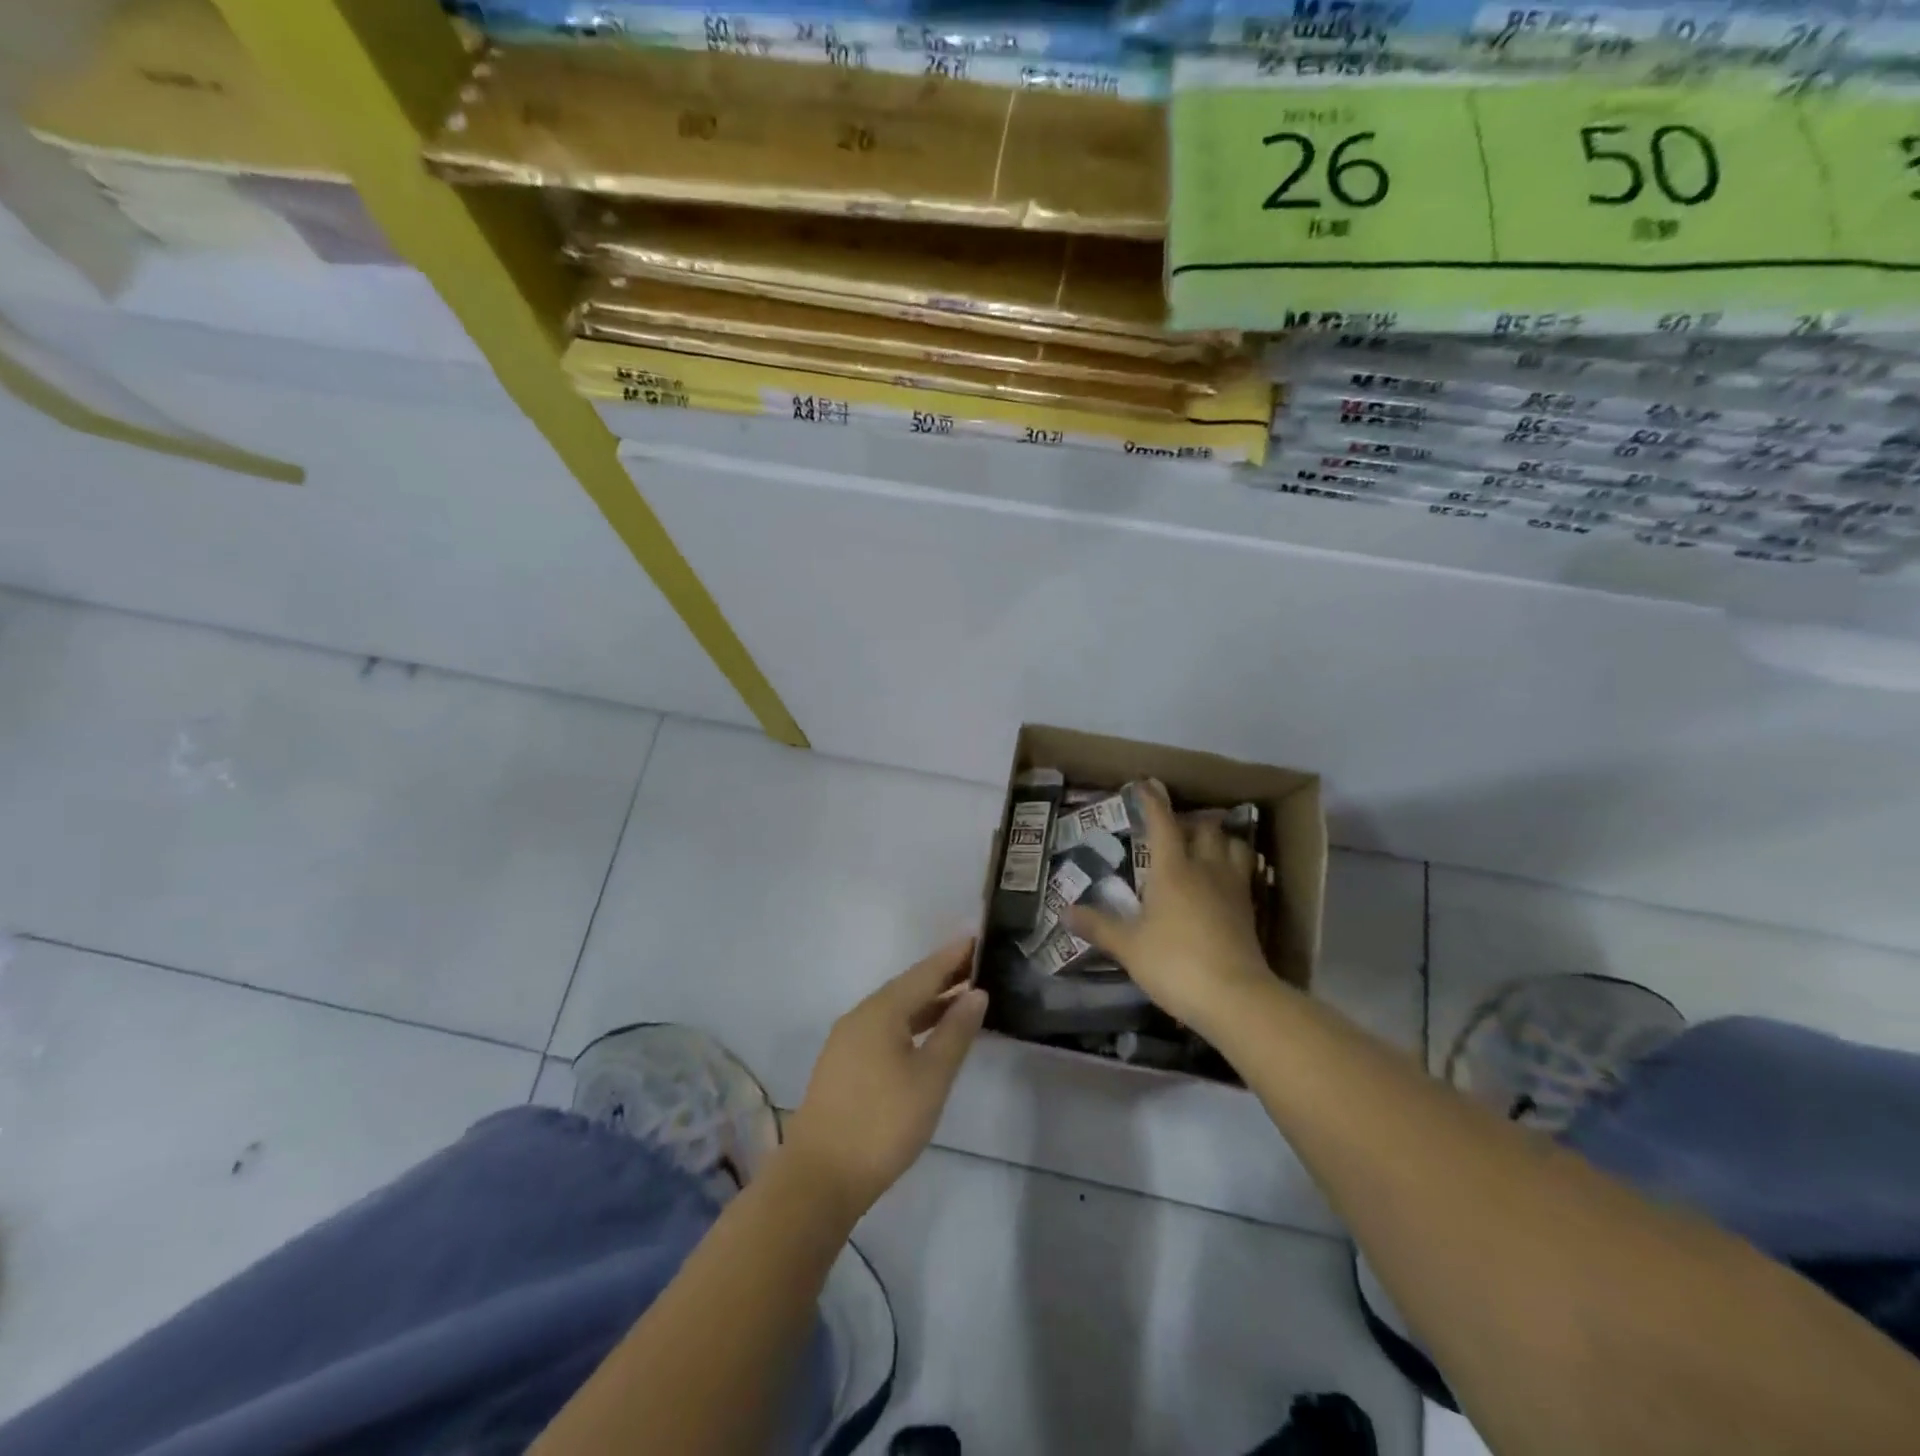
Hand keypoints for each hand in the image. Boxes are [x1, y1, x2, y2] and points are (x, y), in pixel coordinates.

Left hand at [785, 938, 987, 1217]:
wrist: (819, 1178)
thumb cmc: (883, 1124)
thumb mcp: (930, 1078)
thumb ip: (955, 1033)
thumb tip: (976, 993)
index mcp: (882, 1010)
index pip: (925, 972)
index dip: (954, 956)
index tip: (980, 938)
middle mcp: (861, 1015)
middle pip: (908, 986)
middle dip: (943, 976)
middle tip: (979, 966)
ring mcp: (847, 1040)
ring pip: (895, 1009)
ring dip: (928, 1001)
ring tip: (962, 997)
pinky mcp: (843, 1063)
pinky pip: (884, 1027)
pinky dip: (911, 1021)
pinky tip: (927, 1034)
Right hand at [1068, 783, 1272, 1032]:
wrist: (1235, 998)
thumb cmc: (1175, 963)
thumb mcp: (1129, 947)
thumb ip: (1099, 926)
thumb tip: (1065, 912)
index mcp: (1173, 870)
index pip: (1163, 823)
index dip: (1153, 801)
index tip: (1145, 785)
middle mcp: (1206, 869)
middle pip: (1206, 829)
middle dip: (1190, 820)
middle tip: (1174, 826)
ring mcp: (1233, 889)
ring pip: (1234, 846)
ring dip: (1220, 839)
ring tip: (1206, 846)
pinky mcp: (1250, 911)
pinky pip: (1245, 873)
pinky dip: (1234, 865)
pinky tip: (1224, 880)